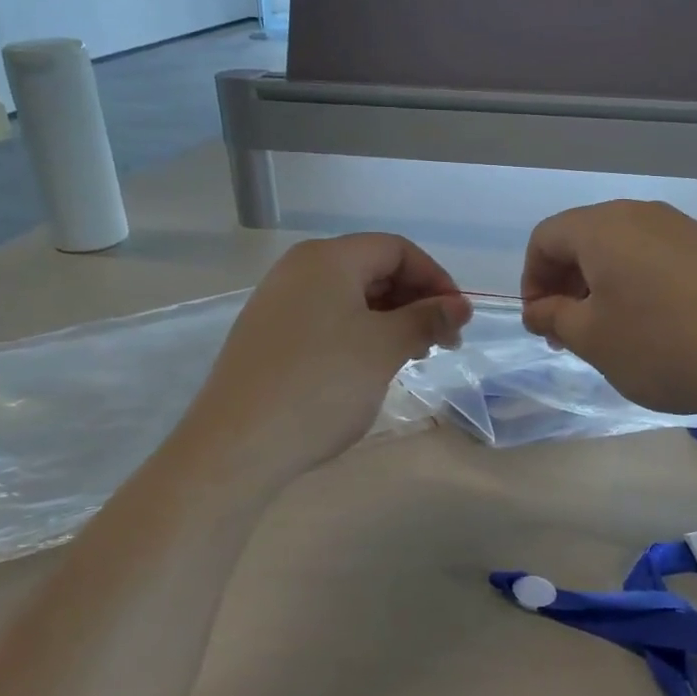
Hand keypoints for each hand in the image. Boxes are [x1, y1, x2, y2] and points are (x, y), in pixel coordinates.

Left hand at [179, 234, 470, 480]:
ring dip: (389, 320)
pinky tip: (370, 366)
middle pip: (372, 268)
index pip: (396, 249)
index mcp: (327, 258)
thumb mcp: (384, 348)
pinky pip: (325, 319)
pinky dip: (358, 333)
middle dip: (414, 300)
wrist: (236, 445)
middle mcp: (298, 269)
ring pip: (349, 297)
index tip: (458, 319)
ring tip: (412, 356)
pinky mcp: (267, 335)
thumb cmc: (321, 385)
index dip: (435, 279)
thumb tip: (459, 306)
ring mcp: (277, 302)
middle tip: (442, 342)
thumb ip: (427, 319)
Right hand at [520, 200, 696, 421]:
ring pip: (624, 248)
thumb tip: (538, 308)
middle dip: (566, 283)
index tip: (540, 322)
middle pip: (585, 238)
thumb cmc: (663, 346)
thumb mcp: (593, 339)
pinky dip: (640, 283)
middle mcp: (642, 215)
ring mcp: (684, 228)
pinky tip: (657, 324)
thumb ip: (554, 317)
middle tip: (569, 331)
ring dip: (603, 284)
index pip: (545, 238)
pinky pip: (659, 257)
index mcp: (603, 227)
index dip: (532, 279)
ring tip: (612, 331)